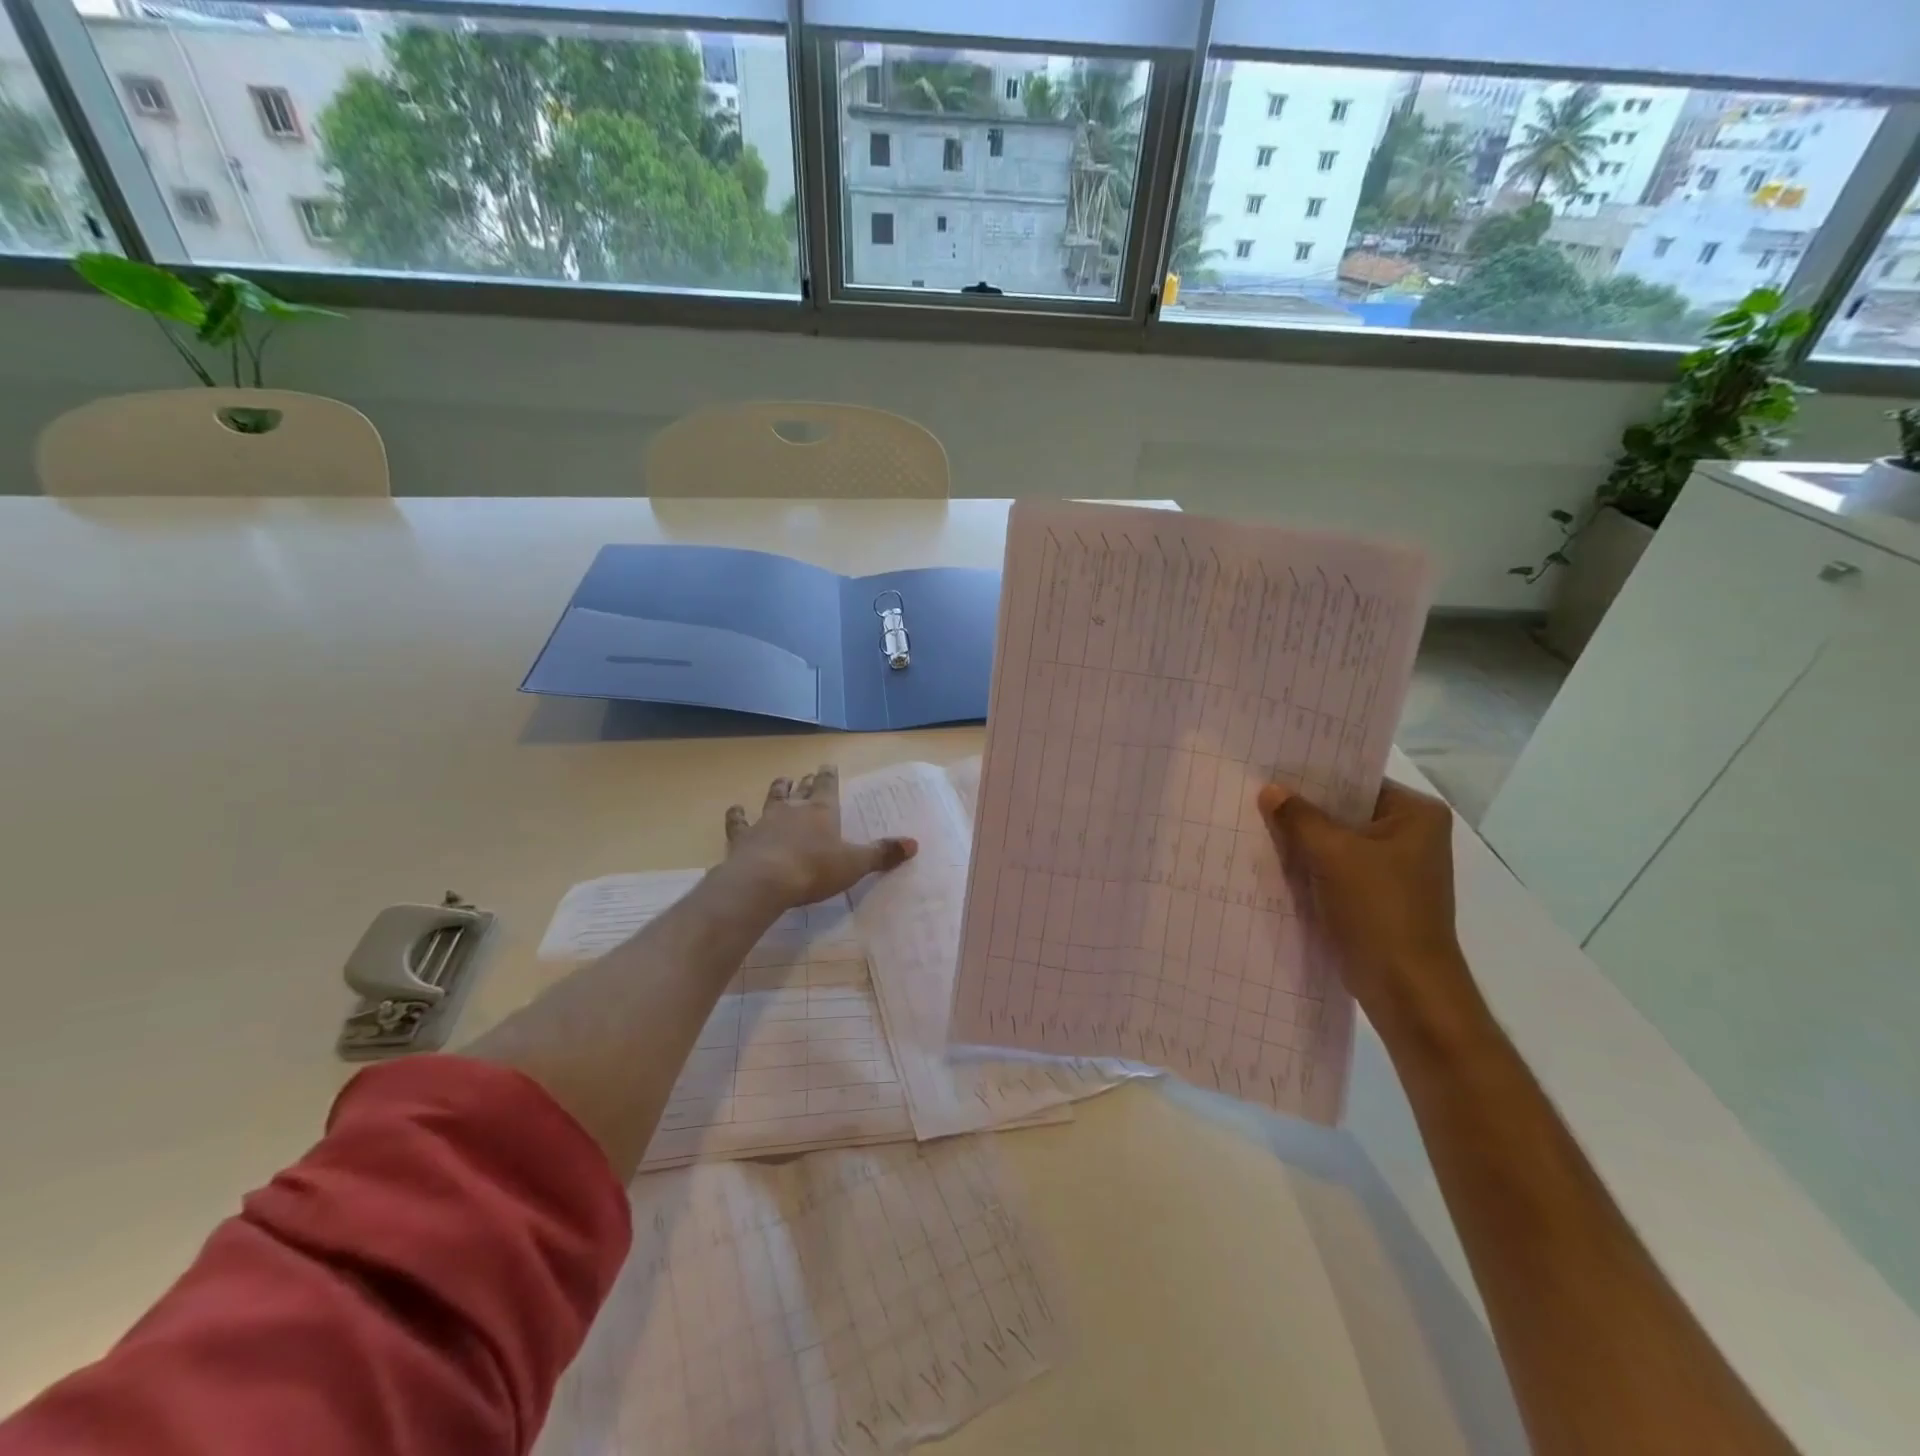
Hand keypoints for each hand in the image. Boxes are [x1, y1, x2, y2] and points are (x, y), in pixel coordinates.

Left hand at [721, 765, 916, 908]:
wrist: (764, 881)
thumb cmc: (814, 870)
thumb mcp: (854, 864)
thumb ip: (882, 853)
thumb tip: (914, 843)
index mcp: (822, 812)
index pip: (828, 786)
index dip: (829, 776)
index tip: (828, 765)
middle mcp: (794, 809)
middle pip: (801, 790)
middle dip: (806, 782)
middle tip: (807, 775)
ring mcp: (765, 821)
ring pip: (772, 798)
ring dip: (777, 789)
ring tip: (781, 780)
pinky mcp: (742, 838)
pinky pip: (739, 822)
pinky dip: (737, 816)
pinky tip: (735, 810)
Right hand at [1257, 779, 1473, 1027]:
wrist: (1404, 987)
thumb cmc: (1378, 909)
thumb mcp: (1331, 854)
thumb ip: (1298, 817)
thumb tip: (1270, 789)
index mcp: (1416, 814)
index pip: (1356, 780)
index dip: (1313, 776)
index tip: (1271, 770)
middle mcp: (1412, 835)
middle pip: (1345, 810)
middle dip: (1304, 809)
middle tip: (1256, 795)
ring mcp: (1396, 868)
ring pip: (1338, 841)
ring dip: (1304, 839)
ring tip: (1257, 824)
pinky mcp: (1378, 896)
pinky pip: (1337, 868)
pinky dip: (1311, 866)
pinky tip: (1275, 861)